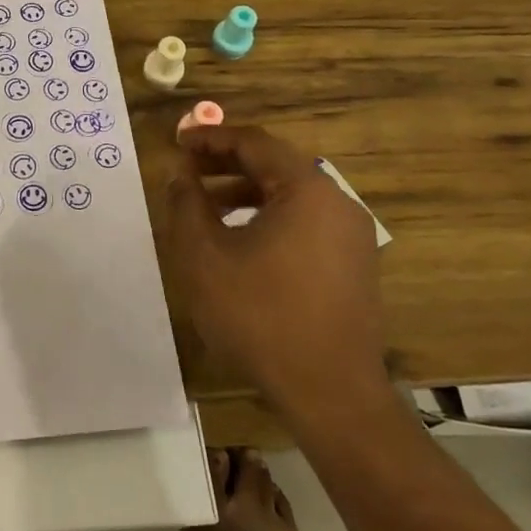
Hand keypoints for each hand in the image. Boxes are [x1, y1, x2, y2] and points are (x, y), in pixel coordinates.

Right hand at [164, 125, 390, 432]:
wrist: (330, 393)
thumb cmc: (260, 316)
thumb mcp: (204, 256)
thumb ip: (186, 204)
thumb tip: (180, 174)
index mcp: (306, 190)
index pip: (254, 143)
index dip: (210, 137)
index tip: (177, 140)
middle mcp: (337, 203)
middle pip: (275, 166)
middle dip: (226, 163)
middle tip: (187, 169)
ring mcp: (351, 236)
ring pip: (290, 196)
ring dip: (245, 193)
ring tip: (205, 207)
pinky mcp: (353, 266)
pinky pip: (305, 223)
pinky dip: (268, 218)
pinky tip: (239, 242)